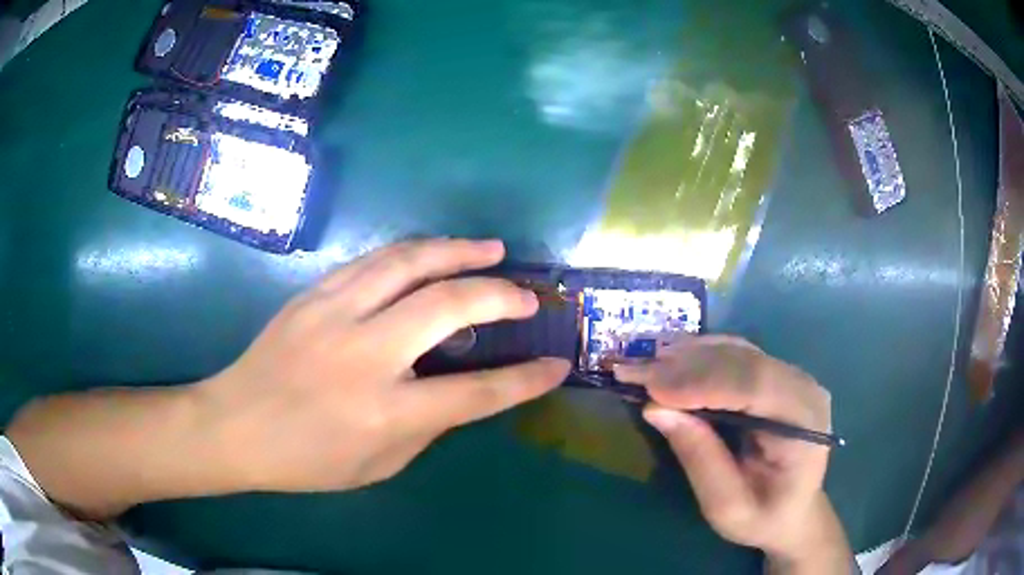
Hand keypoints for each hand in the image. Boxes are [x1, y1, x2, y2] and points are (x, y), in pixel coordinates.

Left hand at [199, 238, 569, 491]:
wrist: (234, 425)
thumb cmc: (305, 460)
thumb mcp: (377, 465)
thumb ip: (426, 427)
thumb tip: (461, 390)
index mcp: (383, 412)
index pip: (475, 393)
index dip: (524, 380)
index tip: (556, 365)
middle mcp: (363, 355)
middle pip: (446, 306)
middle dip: (498, 295)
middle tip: (526, 295)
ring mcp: (333, 315)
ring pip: (407, 263)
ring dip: (457, 251)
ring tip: (491, 248)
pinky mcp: (313, 294)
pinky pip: (372, 261)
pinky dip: (413, 252)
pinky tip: (432, 254)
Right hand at [614, 336, 850, 572]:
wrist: (795, 511)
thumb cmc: (763, 517)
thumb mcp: (727, 505)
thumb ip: (699, 457)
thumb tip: (655, 408)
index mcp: (804, 423)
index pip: (755, 386)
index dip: (702, 381)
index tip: (650, 387)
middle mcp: (803, 387)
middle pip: (743, 361)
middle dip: (685, 366)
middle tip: (632, 369)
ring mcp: (791, 376)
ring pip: (737, 351)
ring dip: (688, 356)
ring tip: (643, 364)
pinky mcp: (776, 375)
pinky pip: (736, 354)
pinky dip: (699, 355)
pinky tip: (670, 361)